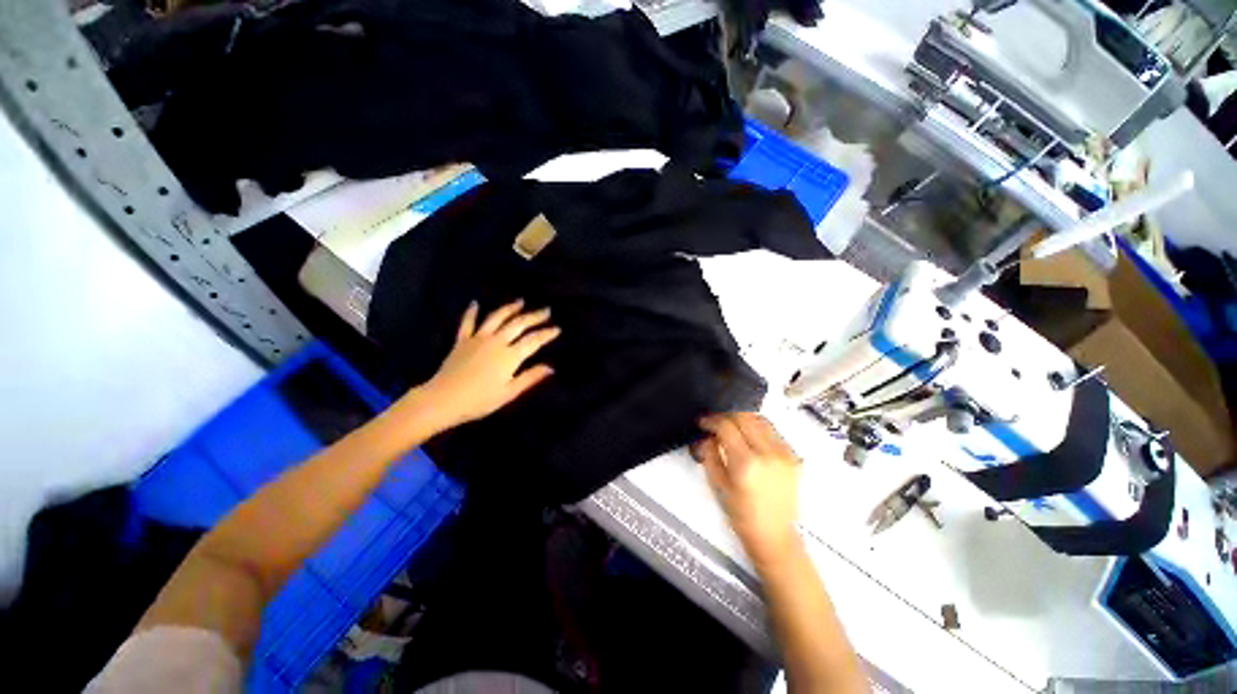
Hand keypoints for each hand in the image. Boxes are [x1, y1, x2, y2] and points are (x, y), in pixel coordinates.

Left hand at [420, 300, 558, 430]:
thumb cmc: (480, 400)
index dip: (547, 334)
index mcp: (510, 356)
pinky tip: (475, 303)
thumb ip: (530, 377)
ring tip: (521, 301)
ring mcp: (478, 338)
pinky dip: (472, 312)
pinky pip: (468, 322)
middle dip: (534, 316)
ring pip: (497, 317)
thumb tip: (551, 368)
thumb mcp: (509, 392)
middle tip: (546, 310)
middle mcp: (497, 341)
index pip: (534, 340)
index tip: (557, 328)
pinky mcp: (462, 340)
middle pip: (519, 324)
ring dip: (510, 308)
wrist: (443, 399)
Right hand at [693, 413, 801, 565]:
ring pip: (760, 419)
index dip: (711, 420)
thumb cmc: (742, 515)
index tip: (703, 423)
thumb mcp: (718, 485)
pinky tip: (749, 436)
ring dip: (742, 418)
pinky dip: (757, 427)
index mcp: (746, 463)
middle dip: (726, 416)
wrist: (775, 535)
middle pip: (744, 417)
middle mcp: (768, 453)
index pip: (727, 426)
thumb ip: (710, 455)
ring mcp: (784, 453)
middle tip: (715, 423)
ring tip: (731, 427)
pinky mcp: (793, 456)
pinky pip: (772, 430)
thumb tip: (706, 436)